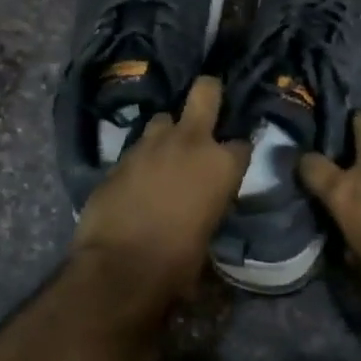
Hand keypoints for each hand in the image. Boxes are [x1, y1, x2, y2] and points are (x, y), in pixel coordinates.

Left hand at [71, 76, 249, 319]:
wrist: (120, 267)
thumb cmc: (178, 261)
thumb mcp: (209, 232)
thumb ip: (210, 204)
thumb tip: (203, 207)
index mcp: (221, 164)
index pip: (242, 144)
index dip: (236, 153)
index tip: (230, 164)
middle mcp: (189, 142)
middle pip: (205, 93)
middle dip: (208, 93)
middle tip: (207, 102)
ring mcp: (150, 144)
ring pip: (162, 119)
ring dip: (166, 133)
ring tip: (163, 154)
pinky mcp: (119, 157)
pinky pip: (136, 149)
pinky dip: (141, 159)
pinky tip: (137, 179)